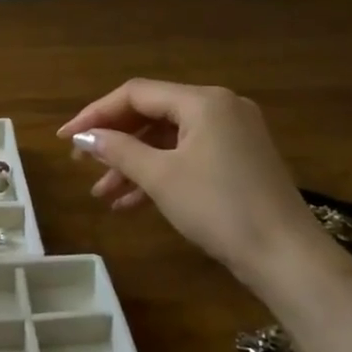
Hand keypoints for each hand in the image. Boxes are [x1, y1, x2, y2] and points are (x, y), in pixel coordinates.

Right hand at [58, 80, 326, 284]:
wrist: (286, 257)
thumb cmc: (219, 208)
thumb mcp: (161, 177)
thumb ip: (118, 150)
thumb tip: (84, 137)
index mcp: (203, 100)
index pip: (136, 94)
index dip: (95, 114)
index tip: (65, 139)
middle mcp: (220, 107)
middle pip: (152, 114)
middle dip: (114, 141)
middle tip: (82, 164)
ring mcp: (233, 134)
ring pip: (168, 140)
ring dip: (133, 164)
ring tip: (102, 194)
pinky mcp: (239, 161)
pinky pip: (187, 156)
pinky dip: (159, 174)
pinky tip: (131, 203)